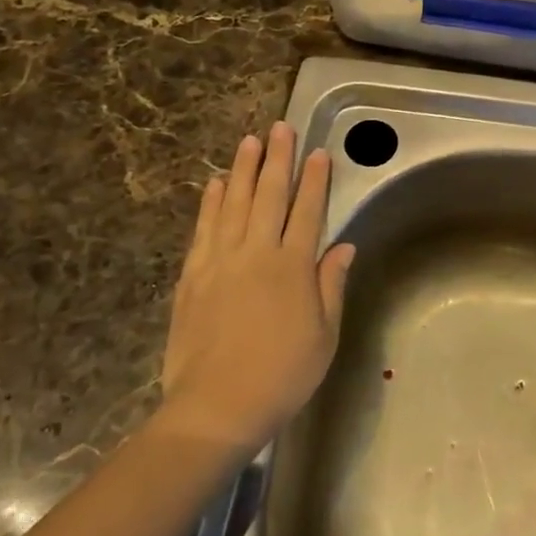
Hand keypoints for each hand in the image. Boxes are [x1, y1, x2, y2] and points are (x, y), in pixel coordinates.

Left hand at [159, 123, 354, 451]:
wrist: (215, 407)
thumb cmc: (282, 375)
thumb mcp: (324, 336)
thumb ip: (331, 285)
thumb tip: (343, 246)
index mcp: (293, 266)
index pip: (308, 210)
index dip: (315, 179)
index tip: (319, 152)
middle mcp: (257, 252)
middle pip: (269, 195)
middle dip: (278, 159)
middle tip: (280, 128)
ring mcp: (220, 261)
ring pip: (234, 203)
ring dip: (243, 169)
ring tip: (249, 141)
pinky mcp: (192, 275)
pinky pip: (203, 228)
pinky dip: (210, 203)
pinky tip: (215, 184)